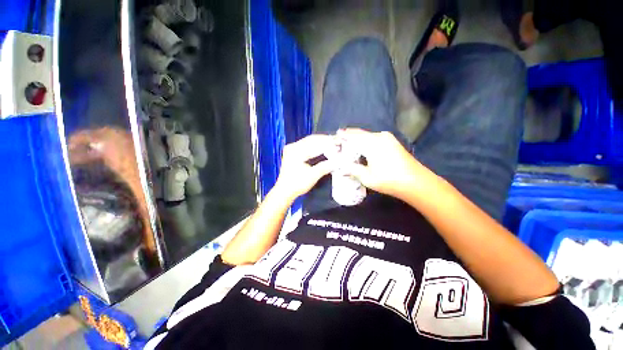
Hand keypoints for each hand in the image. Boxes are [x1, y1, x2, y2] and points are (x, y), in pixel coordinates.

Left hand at [273, 134, 334, 200]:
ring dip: (320, 143)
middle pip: (311, 140)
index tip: (337, 142)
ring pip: (308, 142)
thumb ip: (325, 166)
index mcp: (296, 151)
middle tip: (336, 141)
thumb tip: (337, 161)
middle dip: (324, 140)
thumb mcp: (313, 175)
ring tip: (331, 143)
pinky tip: (322, 148)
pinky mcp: (292, 153)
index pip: (314, 143)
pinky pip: (305, 146)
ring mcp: (291, 150)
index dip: (327, 142)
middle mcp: (292, 147)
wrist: (284, 191)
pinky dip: (314, 146)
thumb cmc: (297, 184)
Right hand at [337, 129, 431, 200]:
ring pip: (367, 135)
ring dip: (357, 138)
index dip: (343, 136)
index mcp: (371, 143)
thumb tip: (341, 167)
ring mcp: (387, 138)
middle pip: (360, 134)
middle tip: (340, 139)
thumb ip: (352, 170)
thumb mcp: (367, 177)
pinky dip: (365, 140)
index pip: (353, 136)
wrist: (416, 182)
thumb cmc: (389, 180)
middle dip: (349, 135)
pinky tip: (362, 146)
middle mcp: (379, 136)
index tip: (335, 136)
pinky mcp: (392, 142)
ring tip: (348, 143)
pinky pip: (374, 138)